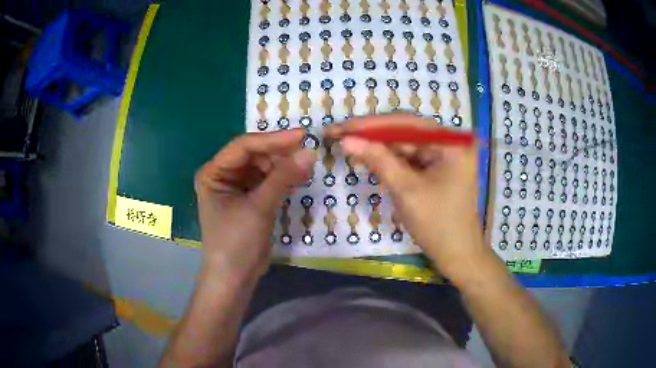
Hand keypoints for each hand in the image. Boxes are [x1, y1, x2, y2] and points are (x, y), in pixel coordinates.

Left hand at [195, 129, 314, 280]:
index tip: (301, 136)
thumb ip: (283, 177)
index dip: (272, 139)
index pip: (243, 146)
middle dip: (279, 153)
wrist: (235, 277)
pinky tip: (298, 177)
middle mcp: (223, 174)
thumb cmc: (237, 242)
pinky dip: (283, 179)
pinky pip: (268, 180)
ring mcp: (237, 186)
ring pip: (263, 166)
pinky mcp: (249, 198)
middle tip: (307, 152)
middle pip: (254, 154)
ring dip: (283, 165)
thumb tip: (310, 152)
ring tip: (306, 166)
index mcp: (214, 172)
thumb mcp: (259, 207)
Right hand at [325, 114, 487, 276]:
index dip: (370, 124)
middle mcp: (449, 142)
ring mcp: (444, 156)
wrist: (458, 255)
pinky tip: (367, 156)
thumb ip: (377, 160)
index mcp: (451, 143)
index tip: (341, 127)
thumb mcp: (405, 190)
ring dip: (377, 146)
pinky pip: (409, 158)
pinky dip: (389, 160)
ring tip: (346, 143)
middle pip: (404, 131)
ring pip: (404, 145)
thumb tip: (346, 140)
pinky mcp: (437, 169)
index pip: (405, 123)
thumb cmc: (437, 224)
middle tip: (338, 133)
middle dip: (371, 134)